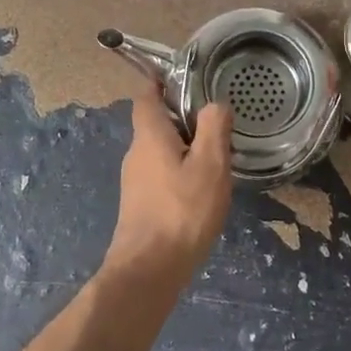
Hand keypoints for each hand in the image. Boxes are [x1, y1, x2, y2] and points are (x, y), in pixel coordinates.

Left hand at [106, 81, 233, 282]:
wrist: (148, 271)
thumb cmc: (181, 211)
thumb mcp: (210, 165)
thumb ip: (213, 128)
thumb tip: (214, 104)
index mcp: (149, 134)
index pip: (147, 95)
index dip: (162, 82)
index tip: (188, 80)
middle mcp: (136, 152)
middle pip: (156, 122)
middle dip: (183, 117)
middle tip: (216, 122)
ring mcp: (134, 180)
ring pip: (160, 150)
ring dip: (184, 147)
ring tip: (216, 157)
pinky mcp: (139, 204)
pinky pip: (160, 174)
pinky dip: (179, 171)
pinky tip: (201, 189)